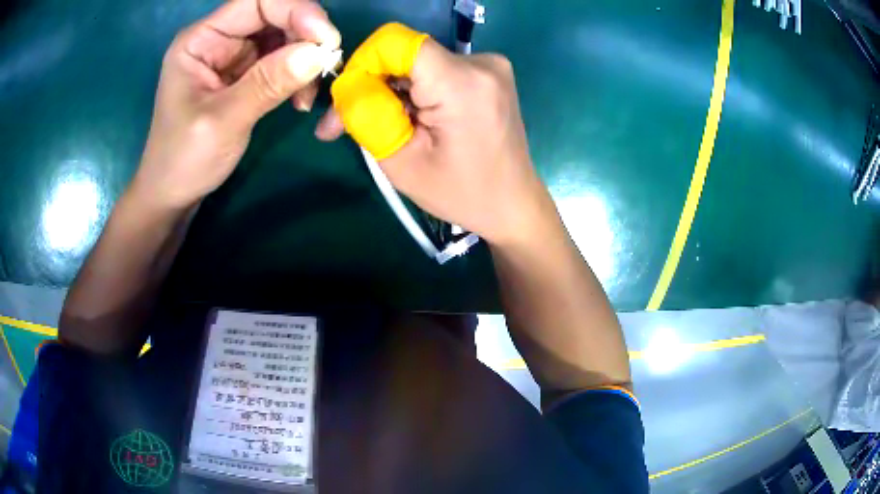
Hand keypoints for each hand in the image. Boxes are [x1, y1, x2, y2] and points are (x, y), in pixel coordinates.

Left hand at [133, 0, 340, 209]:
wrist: (172, 194)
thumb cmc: (183, 160)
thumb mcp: (222, 122)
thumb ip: (267, 84)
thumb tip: (318, 54)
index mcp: (201, 39)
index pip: (257, 2)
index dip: (296, 11)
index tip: (325, 41)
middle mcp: (218, 39)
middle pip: (274, 15)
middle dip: (305, 35)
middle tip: (324, 68)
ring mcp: (232, 56)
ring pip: (283, 36)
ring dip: (305, 58)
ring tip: (306, 94)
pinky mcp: (244, 74)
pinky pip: (282, 60)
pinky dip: (298, 75)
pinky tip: (299, 100)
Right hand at [317, 31, 551, 246]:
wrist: (513, 203)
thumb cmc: (462, 194)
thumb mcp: (402, 163)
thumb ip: (367, 116)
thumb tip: (345, 87)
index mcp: (462, 82)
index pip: (394, 42)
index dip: (362, 64)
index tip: (349, 99)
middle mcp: (480, 62)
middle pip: (405, 53)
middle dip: (372, 85)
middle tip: (347, 126)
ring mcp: (489, 64)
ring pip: (418, 62)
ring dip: (394, 91)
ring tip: (391, 129)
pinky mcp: (489, 72)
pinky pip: (436, 69)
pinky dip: (416, 91)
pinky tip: (417, 120)